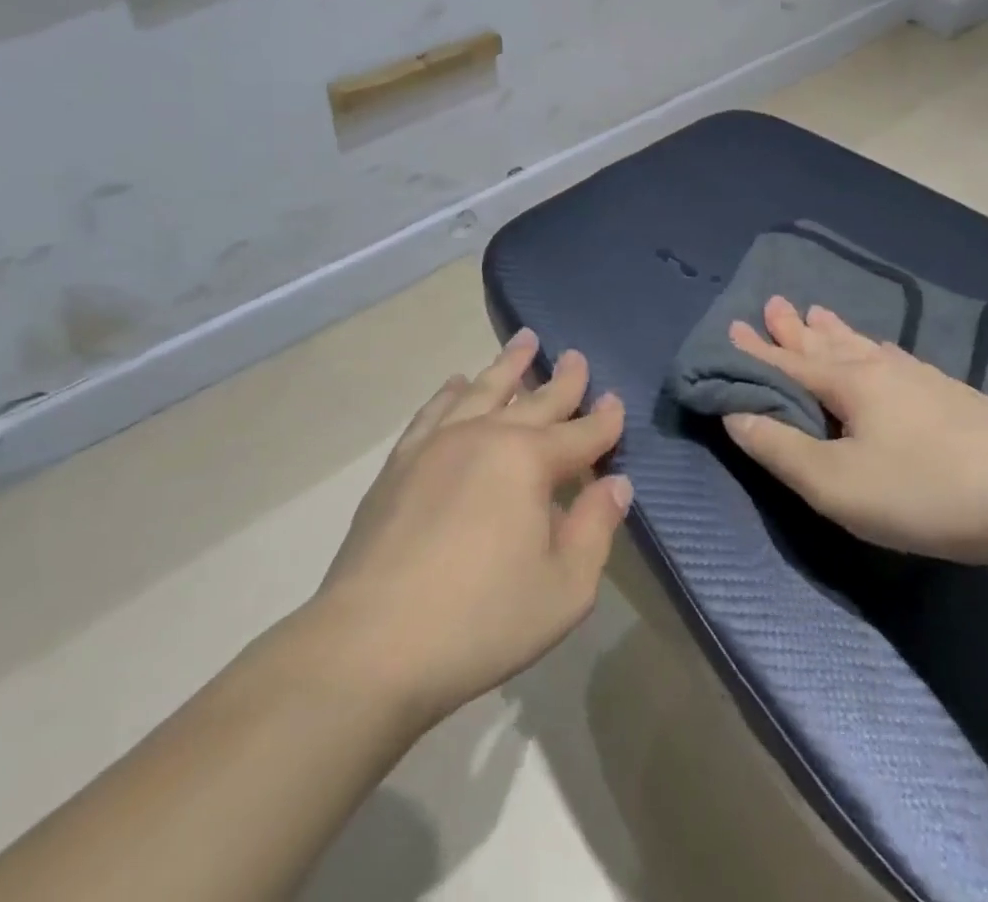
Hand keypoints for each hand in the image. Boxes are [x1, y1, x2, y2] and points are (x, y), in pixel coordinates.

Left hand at [306, 331, 631, 725]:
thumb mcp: (564, 588)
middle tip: (576, 355)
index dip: (604, 420)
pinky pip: (433, 412)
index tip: (617, 400)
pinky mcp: (400, 464)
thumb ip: (595, 529)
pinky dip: (450, 392)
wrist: (370, 646)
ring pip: (482, 391)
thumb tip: (615, 485)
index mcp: (528, 462)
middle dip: (562, 380)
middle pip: (534, 401)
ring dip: (507, 365)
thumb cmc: (480, 621)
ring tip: (523, 341)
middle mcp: (485, 437)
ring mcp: (437, 445)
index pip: (580, 433)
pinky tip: (457, 383)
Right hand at [722, 296, 987, 564]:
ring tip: (820, 313)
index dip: (758, 351)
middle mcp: (881, 369)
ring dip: (837, 332)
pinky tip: (886, 349)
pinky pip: (899, 358)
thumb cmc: (919, 491)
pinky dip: (878, 349)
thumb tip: (734, 414)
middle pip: (828, 344)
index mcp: (849, 385)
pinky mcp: (953, 394)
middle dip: (796, 328)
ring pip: (866, 345)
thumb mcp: (834, 483)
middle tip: (775, 302)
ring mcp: (922, 378)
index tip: (734, 325)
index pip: (791, 363)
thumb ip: (779, 448)